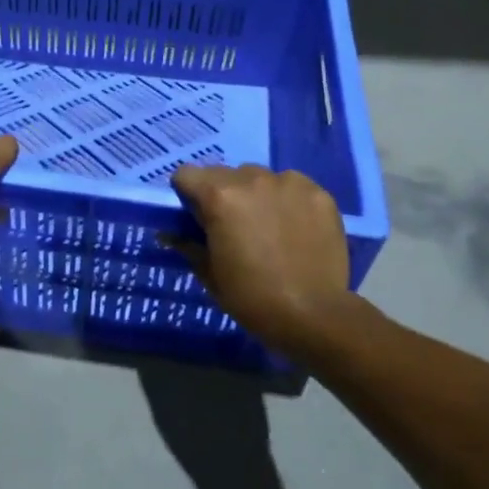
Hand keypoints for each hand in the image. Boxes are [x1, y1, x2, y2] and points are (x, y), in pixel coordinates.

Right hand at [170, 165, 350, 358]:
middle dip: (223, 194)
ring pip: (260, 177)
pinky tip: (296, 227)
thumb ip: (189, 245)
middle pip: (224, 173)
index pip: (186, 174)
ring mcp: (289, 183)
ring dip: (256, 194)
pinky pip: (293, 187)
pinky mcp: (319, 193)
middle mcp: (252, 178)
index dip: (187, 194)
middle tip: (233, 226)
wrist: (314, 315)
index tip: (196, 216)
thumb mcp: (210, 274)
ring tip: (269, 225)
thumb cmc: (252, 297)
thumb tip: (170, 234)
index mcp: (219, 196)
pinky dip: (288, 201)